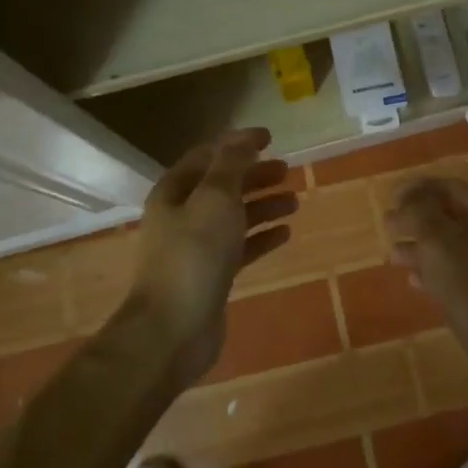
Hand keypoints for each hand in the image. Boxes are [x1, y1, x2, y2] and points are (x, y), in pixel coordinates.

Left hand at [128, 128, 297, 382]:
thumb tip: (244, 137)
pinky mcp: (211, 276)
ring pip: (234, 217)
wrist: (173, 330)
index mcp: (174, 192)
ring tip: (295, 201)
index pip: (208, 156)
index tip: (270, 139)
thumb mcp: (215, 199)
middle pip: (222, 186)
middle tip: (287, 170)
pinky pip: (240, 248)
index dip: (238, 144)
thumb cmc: (193, 255)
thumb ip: (231, 165)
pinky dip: (262, 237)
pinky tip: (286, 233)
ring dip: (263, 206)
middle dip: (254, 176)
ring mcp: (196, 248)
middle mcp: (181, 216)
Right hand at [386, 178, 467, 340]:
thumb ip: (418, 214)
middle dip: (417, 219)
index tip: (391, 199)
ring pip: (453, 245)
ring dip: (422, 246)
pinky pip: (460, 271)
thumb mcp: (438, 241)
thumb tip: (404, 203)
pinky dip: (436, 270)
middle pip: (452, 215)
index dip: (417, 189)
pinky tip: (414, 280)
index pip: (450, 187)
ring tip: (394, 255)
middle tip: (389, 226)